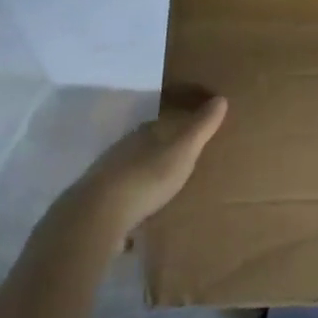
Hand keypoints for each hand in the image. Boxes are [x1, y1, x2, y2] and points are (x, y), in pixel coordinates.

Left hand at [42, 96, 227, 254]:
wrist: (97, 216)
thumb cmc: (147, 177)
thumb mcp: (183, 150)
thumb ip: (201, 126)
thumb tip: (221, 98)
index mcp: (143, 134)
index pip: (162, 124)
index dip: (177, 128)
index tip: (192, 136)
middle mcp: (121, 150)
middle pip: (145, 148)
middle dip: (160, 155)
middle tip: (180, 165)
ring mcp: (105, 177)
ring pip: (130, 173)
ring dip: (143, 180)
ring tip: (162, 194)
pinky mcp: (96, 205)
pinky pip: (119, 200)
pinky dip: (130, 205)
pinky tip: (138, 219)